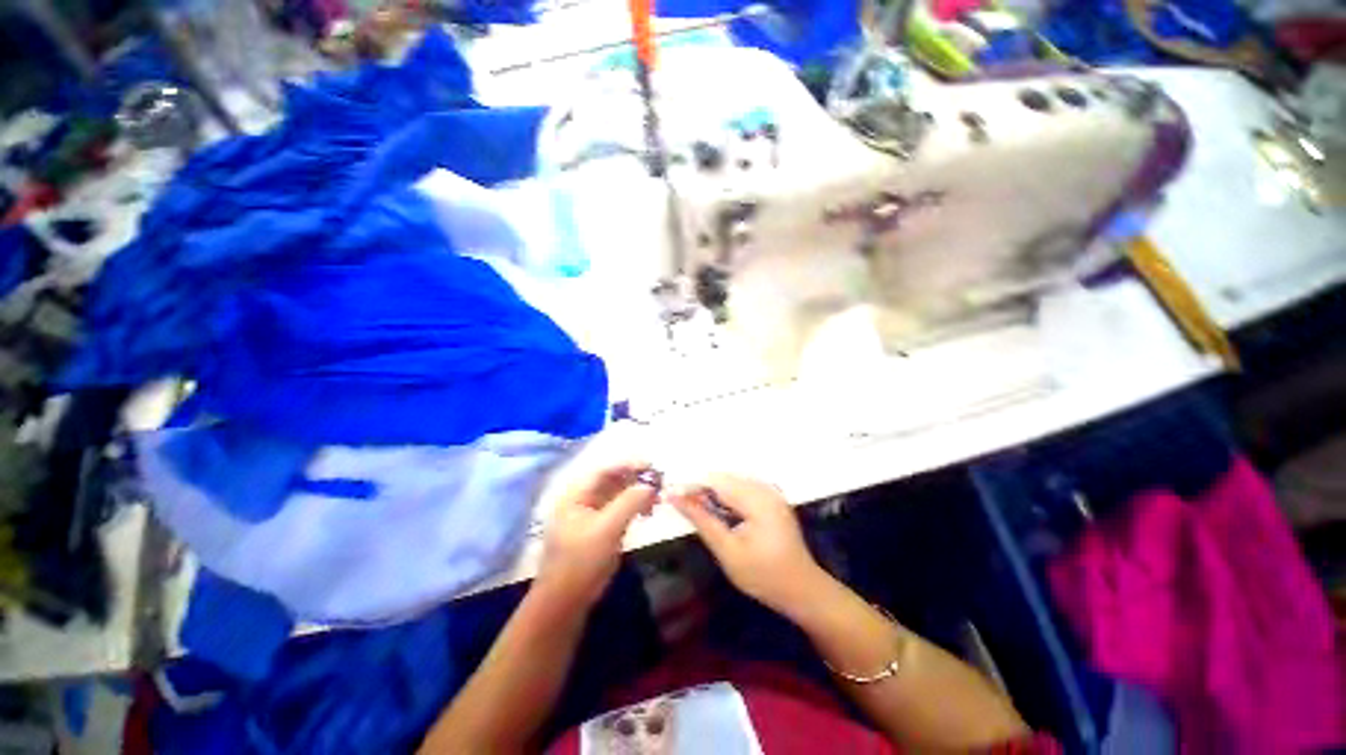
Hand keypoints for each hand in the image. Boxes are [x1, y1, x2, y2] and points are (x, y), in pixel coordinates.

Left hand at [535, 462, 656, 607]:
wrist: (565, 602)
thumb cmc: (582, 562)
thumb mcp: (607, 529)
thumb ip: (629, 502)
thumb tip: (650, 484)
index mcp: (575, 495)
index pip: (604, 470)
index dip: (628, 465)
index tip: (652, 466)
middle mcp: (580, 500)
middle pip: (611, 480)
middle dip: (635, 479)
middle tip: (658, 482)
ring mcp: (588, 515)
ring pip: (616, 495)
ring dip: (636, 493)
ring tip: (656, 499)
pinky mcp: (597, 529)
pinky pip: (617, 509)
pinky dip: (633, 507)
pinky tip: (646, 512)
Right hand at [668, 474, 824, 615]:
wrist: (802, 589)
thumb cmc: (764, 576)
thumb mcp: (728, 551)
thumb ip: (701, 520)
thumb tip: (675, 496)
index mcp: (757, 500)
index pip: (716, 481)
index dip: (692, 485)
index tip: (670, 495)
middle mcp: (765, 488)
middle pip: (724, 477)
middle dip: (701, 487)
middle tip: (681, 503)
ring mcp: (771, 491)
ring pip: (732, 480)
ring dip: (712, 490)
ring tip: (695, 506)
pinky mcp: (772, 497)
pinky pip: (742, 486)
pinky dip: (726, 494)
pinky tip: (718, 508)